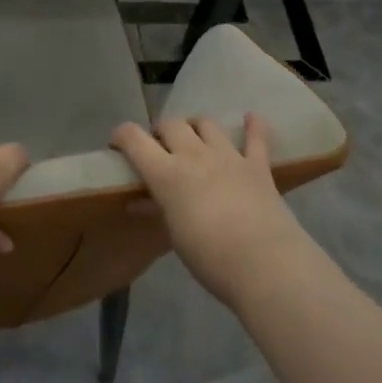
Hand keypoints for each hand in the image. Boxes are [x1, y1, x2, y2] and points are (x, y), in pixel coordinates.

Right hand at [110, 114, 313, 308]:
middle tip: (160, 148)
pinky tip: (251, 118)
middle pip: (171, 124)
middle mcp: (194, 155)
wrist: (263, 263)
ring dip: (195, 126)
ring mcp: (229, 156)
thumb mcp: (174, 235)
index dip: (122, 136)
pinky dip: (253, 126)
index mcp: (166, 173)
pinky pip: (256, 137)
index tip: (118, 145)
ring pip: (206, 123)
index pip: (134, 139)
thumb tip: (137, 201)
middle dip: (161, 131)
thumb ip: (156, 210)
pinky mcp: (258, 165)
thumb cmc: (208, 257)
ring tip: (194, 138)